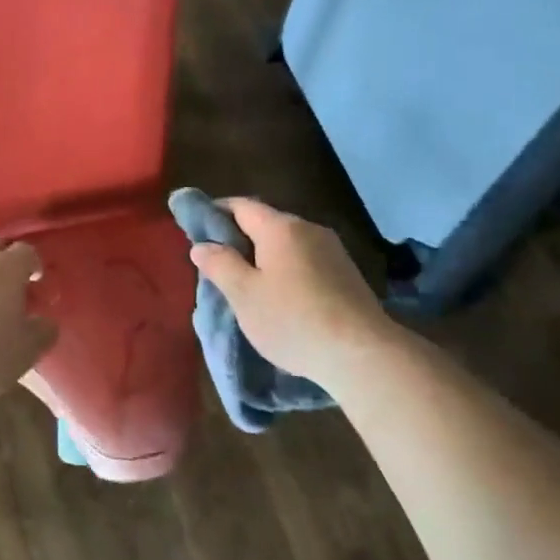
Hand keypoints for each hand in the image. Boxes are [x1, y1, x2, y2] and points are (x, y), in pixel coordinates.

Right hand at [189, 198, 394, 382]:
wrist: (362, 354)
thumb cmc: (292, 320)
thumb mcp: (244, 295)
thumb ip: (220, 265)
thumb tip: (201, 245)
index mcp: (280, 228)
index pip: (241, 206)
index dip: (216, 212)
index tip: (197, 228)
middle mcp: (309, 229)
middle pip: (266, 223)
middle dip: (240, 238)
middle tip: (218, 263)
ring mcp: (333, 251)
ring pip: (288, 244)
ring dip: (265, 256)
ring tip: (248, 284)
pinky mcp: (347, 274)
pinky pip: (306, 261)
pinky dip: (287, 270)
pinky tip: (282, 297)